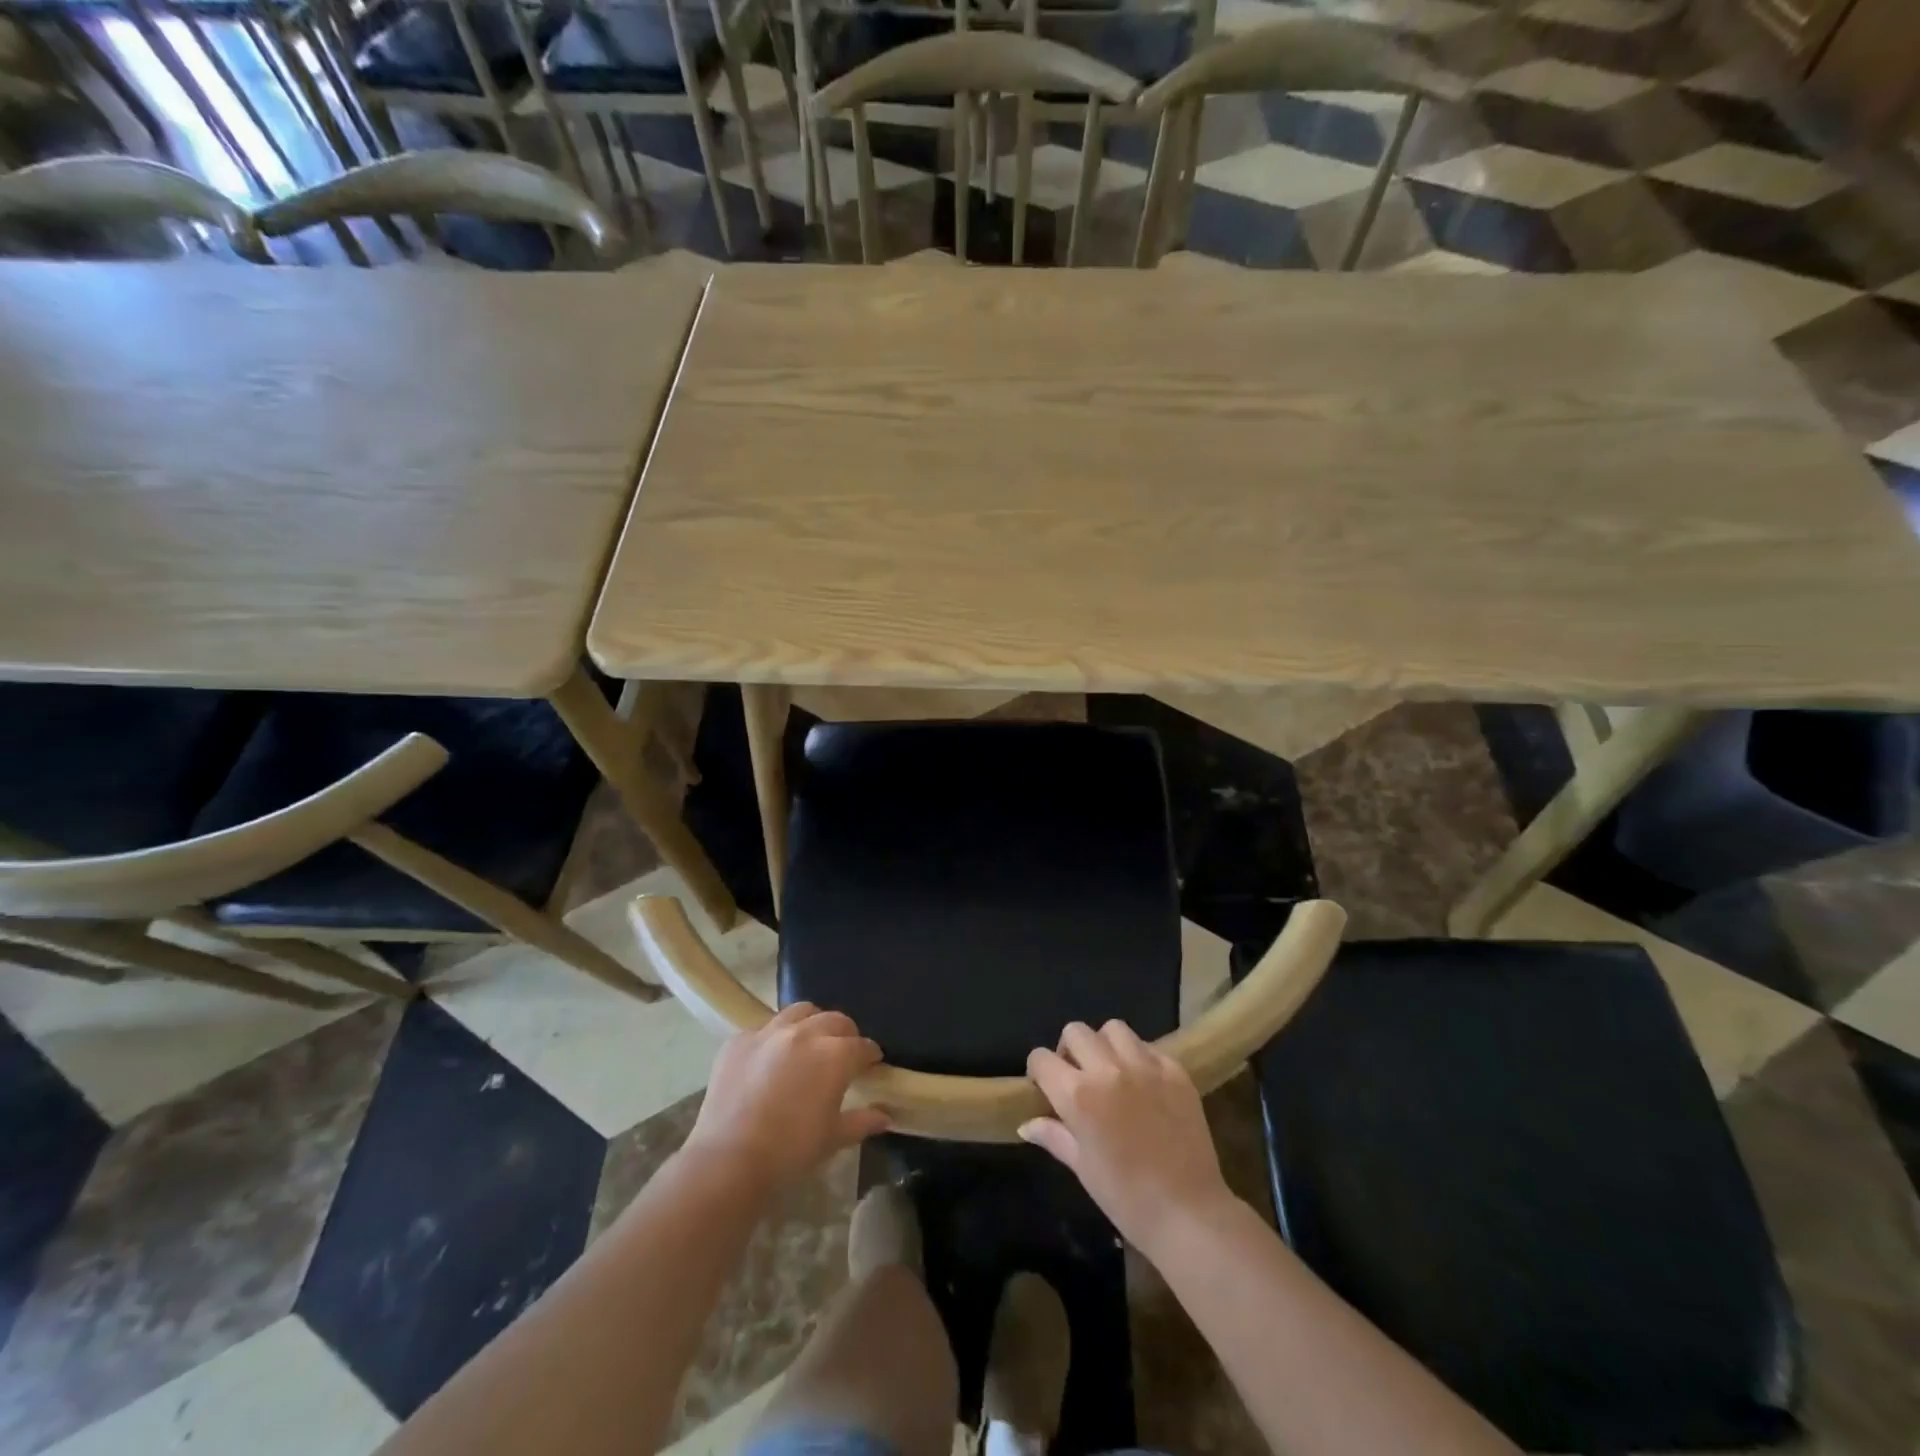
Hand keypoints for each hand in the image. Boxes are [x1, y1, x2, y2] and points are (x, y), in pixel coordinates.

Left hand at [687, 1003, 890, 1189]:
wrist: (728, 1160)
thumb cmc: (790, 1152)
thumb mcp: (832, 1139)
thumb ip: (862, 1121)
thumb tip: (885, 1117)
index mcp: (835, 1055)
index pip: (862, 1045)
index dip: (870, 1054)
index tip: (871, 1063)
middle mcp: (805, 1033)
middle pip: (834, 1020)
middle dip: (844, 1033)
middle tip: (842, 1052)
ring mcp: (769, 1032)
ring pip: (799, 1012)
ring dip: (811, 1023)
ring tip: (808, 1042)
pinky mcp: (739, 1040)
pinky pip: (763, 1029)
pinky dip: (773, 1038)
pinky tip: (769, 1059)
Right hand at [1022, 1020, 1235, 1255]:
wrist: (1189, 1214)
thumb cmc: (1127, 1198)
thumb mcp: (1082, 1167)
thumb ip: (1053, 1135)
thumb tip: (1026, 1123)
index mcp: (1079, 1094)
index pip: (1042, 1058)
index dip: (1038, 1071)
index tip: (1045, 1086)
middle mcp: (1109, 1069)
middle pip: (1075, 1031)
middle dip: (1069, 1051)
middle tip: (1078, 1077)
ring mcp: (1145, 1066)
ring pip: (1113, 1029)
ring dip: (1105, 1045)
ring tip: (1111, 1072)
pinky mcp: (1175, 1070)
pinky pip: (1148, 1047)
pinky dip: (1139, 1058)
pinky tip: (1143, 1084)